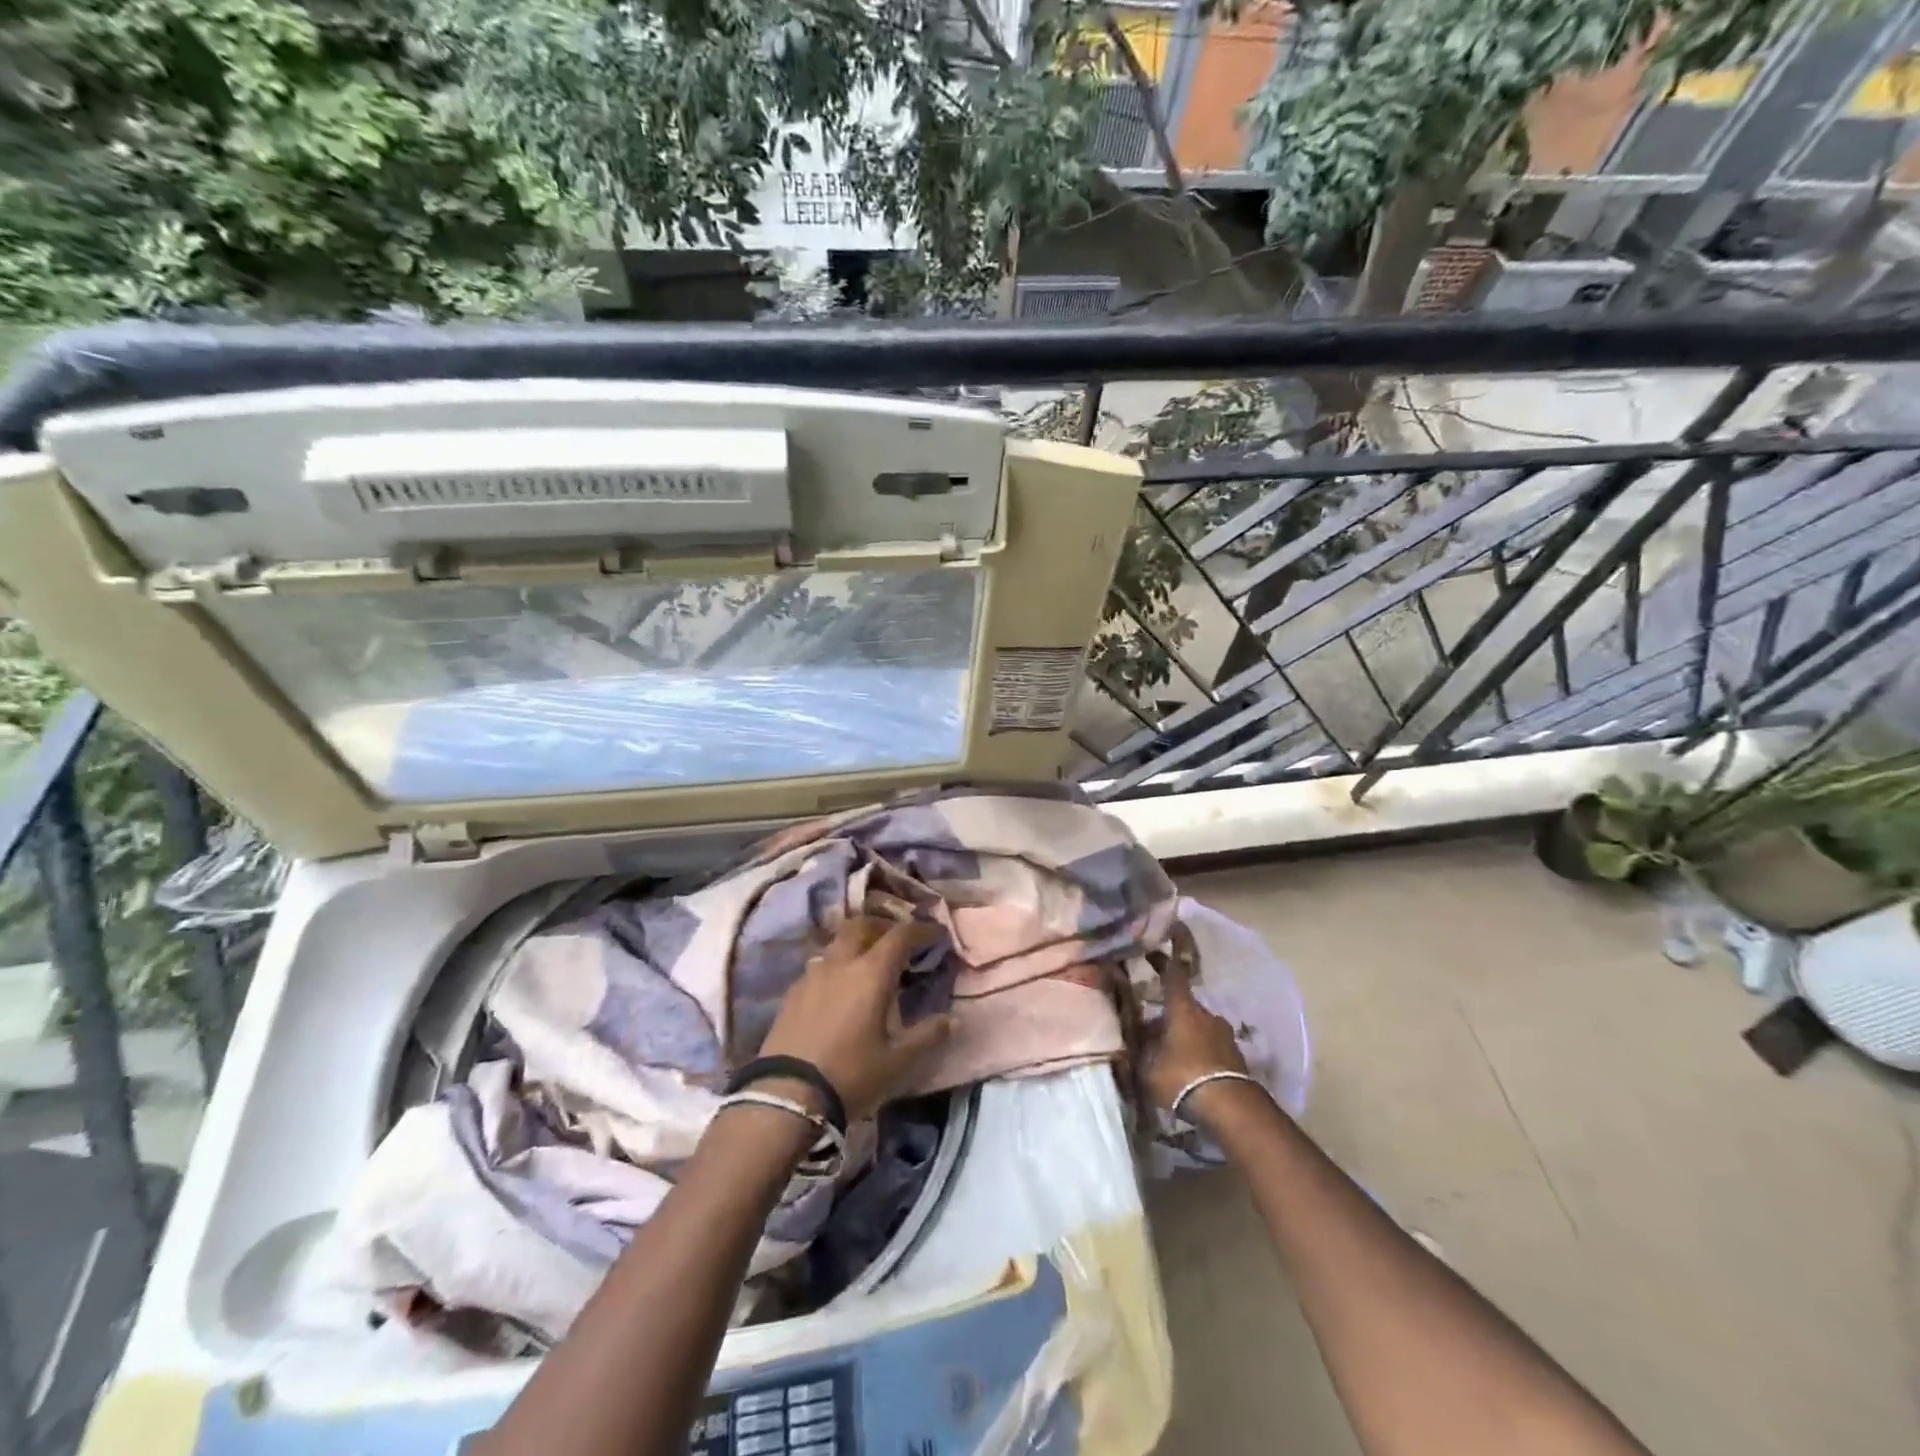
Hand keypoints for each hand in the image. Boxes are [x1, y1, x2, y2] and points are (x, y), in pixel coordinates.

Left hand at [758, 917, 954, 1122]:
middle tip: (898, 940)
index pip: (899, 935)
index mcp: (871, 973)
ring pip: (837, 943)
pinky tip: (840, 988)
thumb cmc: (850, 1076)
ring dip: (857, 943)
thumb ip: (927, 1037)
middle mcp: (841, 964)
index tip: (935, 934)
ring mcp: (812, 975)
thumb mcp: (898, 1063)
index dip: (920, 929)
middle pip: (861, 925)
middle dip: (883, 925)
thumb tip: (952, 1020)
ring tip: (869, 963)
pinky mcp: (792, 993)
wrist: (785, 1097)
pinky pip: (820, 964)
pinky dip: (837, 964)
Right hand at [1146, 958, 1255, 1118]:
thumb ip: (1141, 1052)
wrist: (1231, 1108)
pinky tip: (1189, 1070)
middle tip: (1151, 1031)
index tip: (1152, 954)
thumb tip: (1136, 1042)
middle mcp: (1206, 1015)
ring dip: (1184, 1035)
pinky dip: (1199, 1052)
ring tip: (1170, 1055)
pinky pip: (1211, 1046)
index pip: (1172, 976)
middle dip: (1168, 1016)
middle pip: (1183, 1007)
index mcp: (1183, 1009)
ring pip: (1198, 1027)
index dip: (1161, 963)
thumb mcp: (1149, 1068)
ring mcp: (1224, 1035)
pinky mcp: (1236, 1056)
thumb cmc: (1183, 1077)